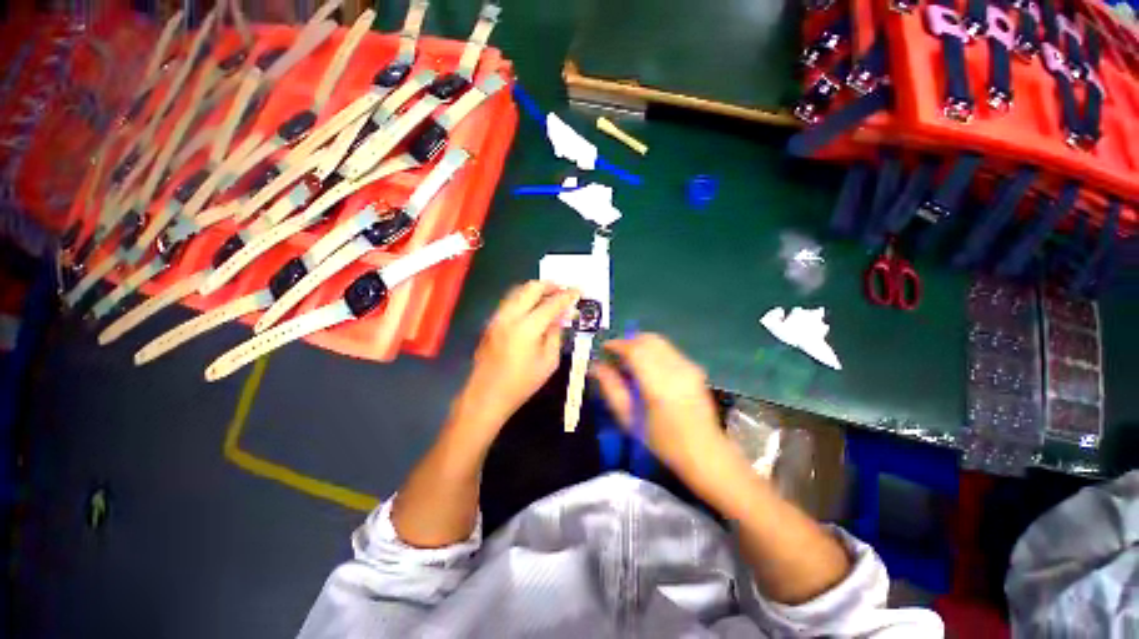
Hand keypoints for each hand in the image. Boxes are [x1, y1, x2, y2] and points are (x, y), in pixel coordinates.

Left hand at [450, 281, 578, 442]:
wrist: (486, 396)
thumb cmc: (522, 384)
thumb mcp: (548, 361)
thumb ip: (556, 334)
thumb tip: (562, 316)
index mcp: (527, 328)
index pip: (551, 303)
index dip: (567, 296)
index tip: (578, 291)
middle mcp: (510, 316)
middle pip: (531, 288)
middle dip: (550, 285)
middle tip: (564, 290)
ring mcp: (497, 317)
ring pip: (518, 291)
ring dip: (536, 290)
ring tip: (550, 296)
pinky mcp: (491, 322)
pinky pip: (510, 301)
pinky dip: (524, 298)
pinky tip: (533, 307)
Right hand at [592, 334, 729, 484]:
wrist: (705, 452)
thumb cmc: (662, 441)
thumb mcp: (629, 419)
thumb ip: (611, 388)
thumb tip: (596, 366)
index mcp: (658, 385)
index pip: (634, 350)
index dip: (617, 344)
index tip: (604, 348)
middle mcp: (675, 369)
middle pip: (648, 339)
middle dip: (628, 342)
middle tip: (616, 355)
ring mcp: (688, 366)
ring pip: (659, 341)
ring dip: (641, 345)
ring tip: (630, 361)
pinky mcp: (695, 367)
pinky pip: (669, 349)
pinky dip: (653, 351)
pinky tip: (648, 368)